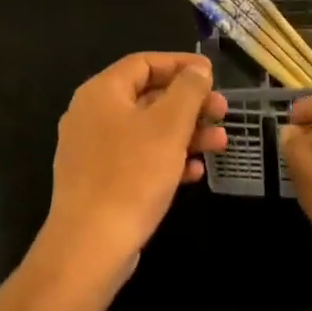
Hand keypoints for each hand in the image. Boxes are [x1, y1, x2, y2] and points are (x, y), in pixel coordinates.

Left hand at [34, 52, 226, 294]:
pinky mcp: (98, 181)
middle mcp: (92, 114)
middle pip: (147, 96)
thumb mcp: (169, 126)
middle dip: (189, 104)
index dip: (180, 64)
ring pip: (146, 130)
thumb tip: (197, 69)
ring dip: (184, 133)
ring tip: (219, 144)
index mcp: (101, 92)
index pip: (144, 63)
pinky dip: (166, 159)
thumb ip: (187, 90)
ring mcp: (92, 150)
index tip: (211, 74)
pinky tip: (194, 173)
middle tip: (221, 112)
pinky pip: (137, 158)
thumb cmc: (131, 175)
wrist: (90, 247)